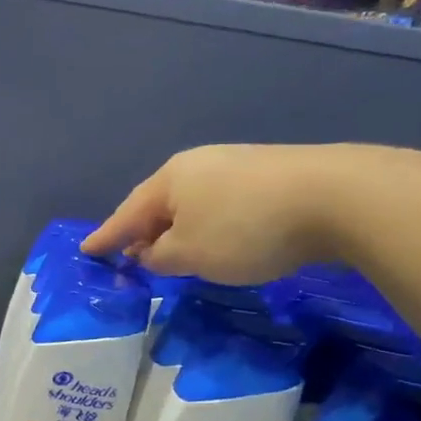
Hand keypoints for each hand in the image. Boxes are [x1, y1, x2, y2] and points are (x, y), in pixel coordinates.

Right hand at [82, 143, 376, 282]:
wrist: (334, 196)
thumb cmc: (245, 229)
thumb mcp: (191, 254)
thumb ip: (161, 257)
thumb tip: (149, 252)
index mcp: (169, 180)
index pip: (127, 213)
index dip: (107, 236)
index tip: (87, 250)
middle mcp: (197, 164)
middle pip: (159, 202)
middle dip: (144, 230)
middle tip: (131, 254)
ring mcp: (235, 164)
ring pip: (192, 201)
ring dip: (178, 227)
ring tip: (174, 250)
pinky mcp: (268, 174)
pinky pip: (221, 202)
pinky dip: (209, 223)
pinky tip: (218, 237)